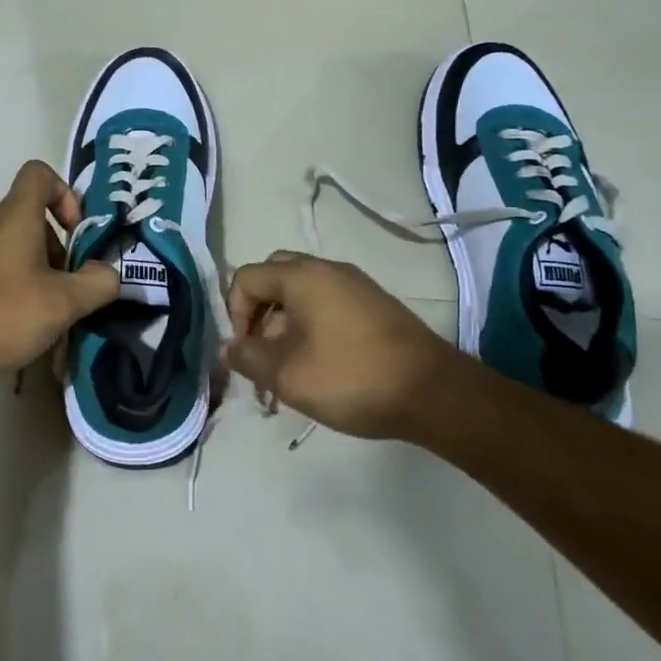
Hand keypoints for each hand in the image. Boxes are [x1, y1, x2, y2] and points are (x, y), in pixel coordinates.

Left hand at [0, 161, 119, 388]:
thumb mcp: (62, 303)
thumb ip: (97, 283)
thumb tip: (109, 273)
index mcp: (14, 217)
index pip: (38, 174)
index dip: (65, 193)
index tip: (77, 232)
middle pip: (32, 218)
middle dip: (60, 248)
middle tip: (71, 288)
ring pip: (15, 248)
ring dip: (40, 273)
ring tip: (49, 314)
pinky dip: (16, 289)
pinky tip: (20, 327)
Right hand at [221, 252, 465, 440]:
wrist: (433, 392)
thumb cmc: (350, 377)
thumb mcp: (287, 375)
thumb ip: (248, 357)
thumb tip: (227, 347)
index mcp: (302, 275)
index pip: (246, 278)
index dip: (235, 314)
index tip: (245, 353)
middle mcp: (327, 269)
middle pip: (275, 277)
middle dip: (259, 314)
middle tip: (263, 352)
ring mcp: (356, 285)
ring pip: (303, 293)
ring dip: (285, 325)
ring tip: (289, 370)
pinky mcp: (375, 306)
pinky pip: (328, 304)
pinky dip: (312, 326)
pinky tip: (320, 366)